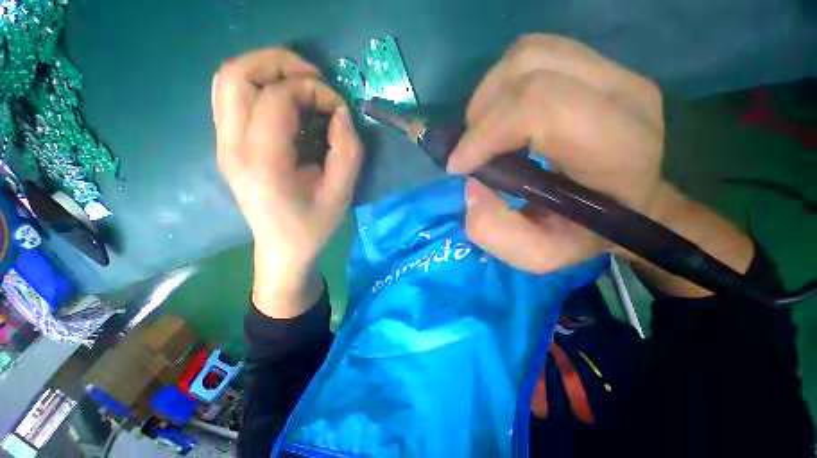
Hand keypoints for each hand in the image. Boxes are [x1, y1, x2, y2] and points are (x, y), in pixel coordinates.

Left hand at [213, 48, 362, 315]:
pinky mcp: (226, 146)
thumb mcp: (341, 194)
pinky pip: (231, 97)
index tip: (337, 108)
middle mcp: (232, 148)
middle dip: (279, 63)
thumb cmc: (313, 226)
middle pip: (237, 74)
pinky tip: (285, 102)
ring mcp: (223, 145)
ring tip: (300, 83)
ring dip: (265, 69)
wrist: (281, 249)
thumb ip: (348, 151)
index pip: (277, 98)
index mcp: (263, 163)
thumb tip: (341, 113)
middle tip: (314, 78)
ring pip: (228, 79)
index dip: (313, 91)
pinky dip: (258, 85)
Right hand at [448, 35, 751, 293]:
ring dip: (490, 95)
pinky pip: (537, 53)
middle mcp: (624, 96)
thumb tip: (472, 185)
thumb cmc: (586, 234)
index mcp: (617, 150)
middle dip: (482, 114)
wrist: (631, 206)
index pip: (540, 108)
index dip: (486, 134)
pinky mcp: (601, 65)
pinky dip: (505, 83)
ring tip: (484, 133)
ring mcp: (616, 72)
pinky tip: (502, 116)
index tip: (460, 166)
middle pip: (530, 69)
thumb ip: (495, 231)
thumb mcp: (538, 253)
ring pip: (530, 53)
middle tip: (471, 151)